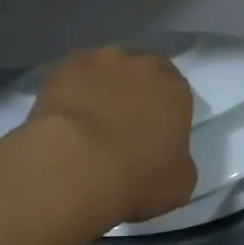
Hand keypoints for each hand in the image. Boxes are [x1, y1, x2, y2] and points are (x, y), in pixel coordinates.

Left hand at [28, 47, 196, 224]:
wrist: (75, 168)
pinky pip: (73, 76)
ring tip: (89, 120)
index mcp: (176, 91)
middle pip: (142, 73)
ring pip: (107, 70)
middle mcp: (142, 66)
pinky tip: (65, 116)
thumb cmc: (137, 179)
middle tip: (123, 123)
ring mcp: (101, 62)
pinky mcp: (63, 67)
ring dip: (103, 87)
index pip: (176, 91)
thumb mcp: (180, 182)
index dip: (165, 110)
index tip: (155, 130)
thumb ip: (178, 157)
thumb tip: (166, 154)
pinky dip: (72, 91)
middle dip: (136, 92)